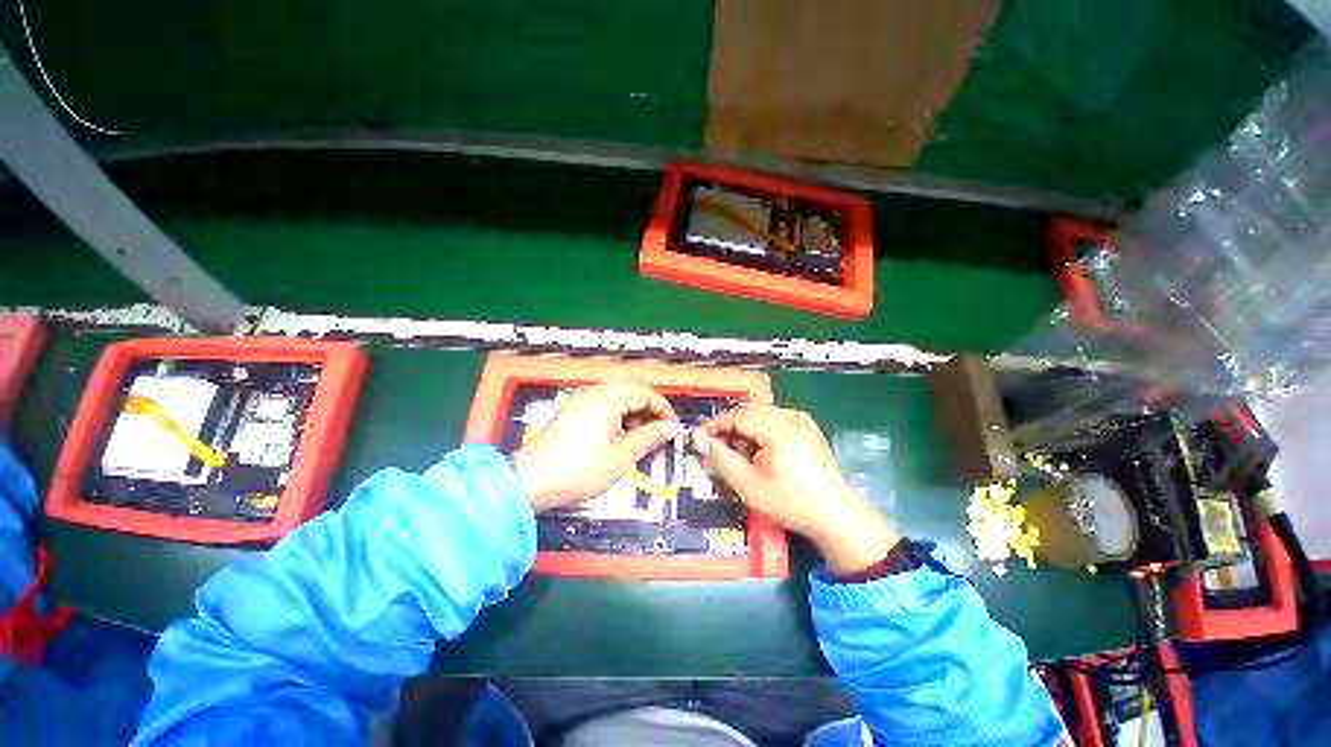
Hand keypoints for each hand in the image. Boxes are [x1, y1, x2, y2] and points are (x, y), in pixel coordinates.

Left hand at [512, 382, 682, 512]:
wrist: (533, 481)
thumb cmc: (581, 468)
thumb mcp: (623, 454)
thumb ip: (651, 436)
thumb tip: (673, 428)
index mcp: (608, 397)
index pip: (646, 392)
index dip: (664, 409)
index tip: (673, 428)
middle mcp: (595, 390)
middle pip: (632, 385)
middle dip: (650, 404)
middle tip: (659, 426)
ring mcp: (582, 398)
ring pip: (618, 392)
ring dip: (634, 407)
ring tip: (641, 433)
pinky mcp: (574, 409)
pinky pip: (604, 401)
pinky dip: (619, 411)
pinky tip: (621, 433)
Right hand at [694, 405, 898, 574]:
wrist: (835, 515)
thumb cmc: (789, 502)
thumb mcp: (748, 484)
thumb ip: (720, 459)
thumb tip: (700, 440)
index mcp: (778, 428)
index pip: (737, 415)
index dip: (715, 426)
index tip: (700, 441)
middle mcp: (791, 416)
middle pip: (749, 411)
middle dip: (729, 428)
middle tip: (717, 449)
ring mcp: (802, 420)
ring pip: (761, 414)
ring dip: (744, 429)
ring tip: (740, 454)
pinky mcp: (808, 427)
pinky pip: (775, 420)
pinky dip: (760, 431)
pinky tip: (760, 452)